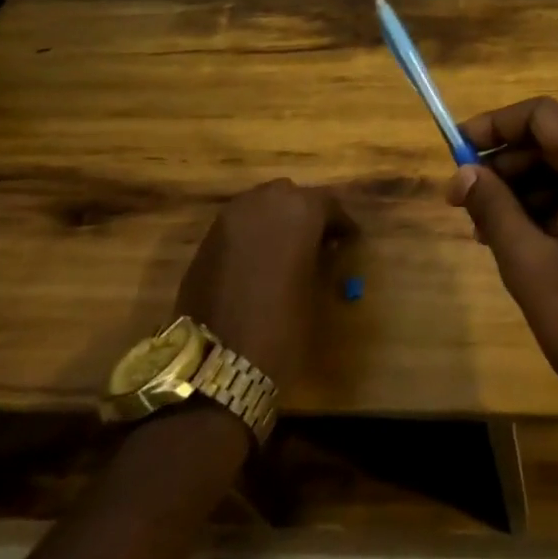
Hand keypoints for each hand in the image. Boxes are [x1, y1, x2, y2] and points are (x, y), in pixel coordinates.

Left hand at [175, 179, 352, 387]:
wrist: (216, 362)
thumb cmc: (282, 325)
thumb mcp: (315, 290)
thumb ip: (320, 258)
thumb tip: (323, 249)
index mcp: (299, 210)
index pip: (328, 205)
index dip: (341, 223)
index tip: (350, 240)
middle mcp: (264, 202)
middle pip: (291, 196)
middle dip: (306, 214)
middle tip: (318, 241)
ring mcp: (230, 218)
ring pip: (262, 205)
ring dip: (276, 220)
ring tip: (287, 250)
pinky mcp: (207, 239)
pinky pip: (239, 224)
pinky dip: (253, 234)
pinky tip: (259, 261)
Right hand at [448, 98, 557, 428]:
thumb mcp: (530, 266)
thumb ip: (494, 209)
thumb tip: (464, 173)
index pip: (541, 115)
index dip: (494, 126)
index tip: (457, 152)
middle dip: (509, 167)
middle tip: (466, 206)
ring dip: (533, 191)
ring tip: (493, 234)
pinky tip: (535, 244)